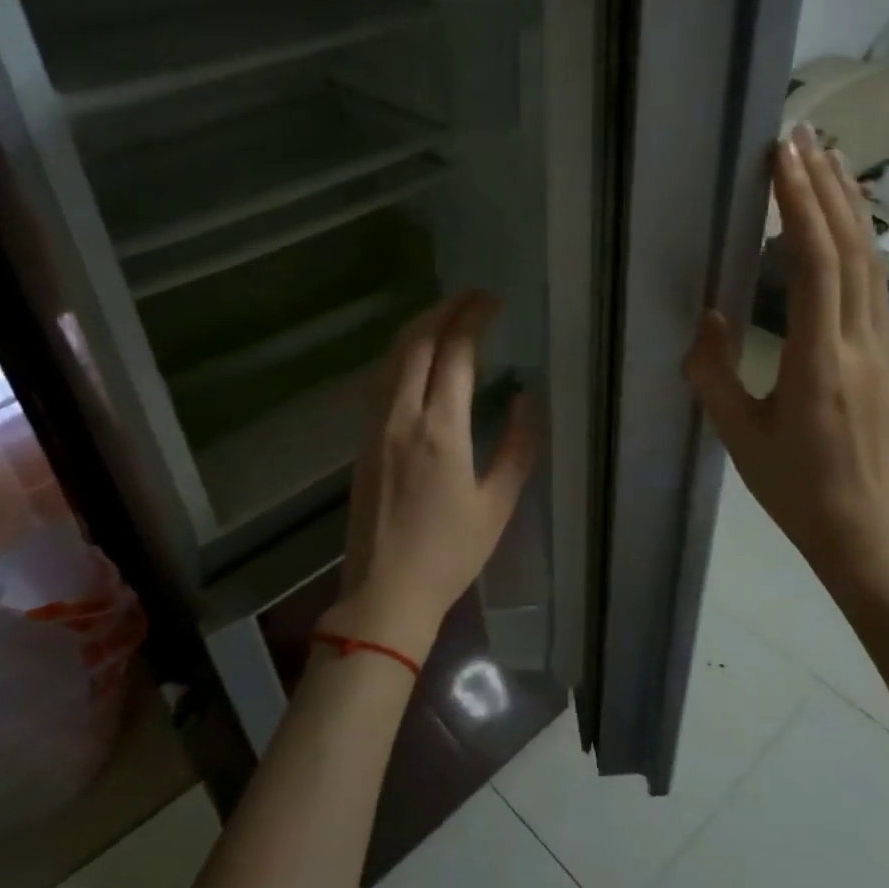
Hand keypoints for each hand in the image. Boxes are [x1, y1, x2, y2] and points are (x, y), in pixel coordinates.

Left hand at [326, 292, 540, 662]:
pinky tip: (416, 355)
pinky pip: (380, 378)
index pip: (455, 353)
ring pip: (392, 356)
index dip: (474, 318)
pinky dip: (400, 353)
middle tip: (472, 296)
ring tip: (446, 314)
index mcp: (440, 429)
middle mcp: (402, 415)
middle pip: (417, 342)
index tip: (493, 301)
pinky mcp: (363, 438)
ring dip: (419, 326)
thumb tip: (525, 398)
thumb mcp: (498, 504)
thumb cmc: (449, 553)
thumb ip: (517, 446)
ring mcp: (376, 425)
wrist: (385, 590)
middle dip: (444, 309)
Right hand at [684, 125, 888, 588]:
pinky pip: (874, 284)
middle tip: (806, 134)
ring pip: (870, 261)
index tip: (782, 157)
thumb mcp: (737, 434)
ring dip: (849, 206)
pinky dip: (860, 241)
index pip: (813, 263)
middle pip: (850, 248)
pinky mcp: (883, 355)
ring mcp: (879, 346)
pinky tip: (848, 225)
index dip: (799, 204)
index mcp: (817, 359)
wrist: (862, 529)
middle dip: (827, 185)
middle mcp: (856, 341)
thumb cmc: (791, 486)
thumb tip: (706, 316)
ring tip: (830, 161)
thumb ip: (713, 371)